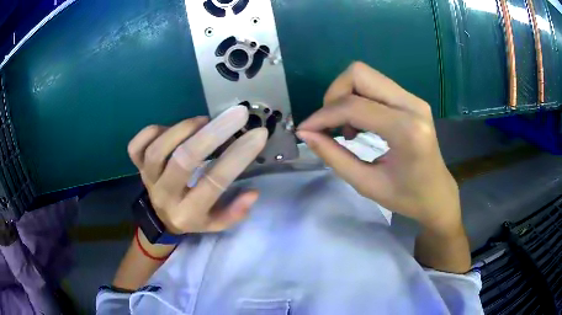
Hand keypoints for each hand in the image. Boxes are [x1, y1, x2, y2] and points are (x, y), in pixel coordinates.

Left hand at [127, 106, 267, 233]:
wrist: (160, 219)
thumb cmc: (192, 217)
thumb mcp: (216, 224)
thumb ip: (234, 212)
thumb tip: (253, 192)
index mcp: (188, 213)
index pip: (214, 183)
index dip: (238, 157)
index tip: (258, 134)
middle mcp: (165, 196)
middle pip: (184, 160)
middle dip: (213, 133)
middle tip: (237, 114)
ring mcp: (147, 179)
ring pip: (158, 149)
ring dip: (183, 129)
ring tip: (204, 120)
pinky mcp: (136, 166)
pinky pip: (137, 146)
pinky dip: (152, 131)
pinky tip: (170, 128)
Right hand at [298, 62, 460, 233]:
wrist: (438, 194)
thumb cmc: (406, 197)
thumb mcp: (366, 184)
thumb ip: (333, 156)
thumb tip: (305, 133)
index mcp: (406, 130)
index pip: (353, 106)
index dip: (322, 115)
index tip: (306, 130)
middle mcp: (412, 105)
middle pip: (359, 74)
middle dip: (334, 95)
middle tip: (329, 124)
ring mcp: (414, 99)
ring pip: (366, 75)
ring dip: (345, 95)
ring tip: (346, 127)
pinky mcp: (412, 100)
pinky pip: (375, 85)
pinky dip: (358, 98)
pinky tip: (360, 123)